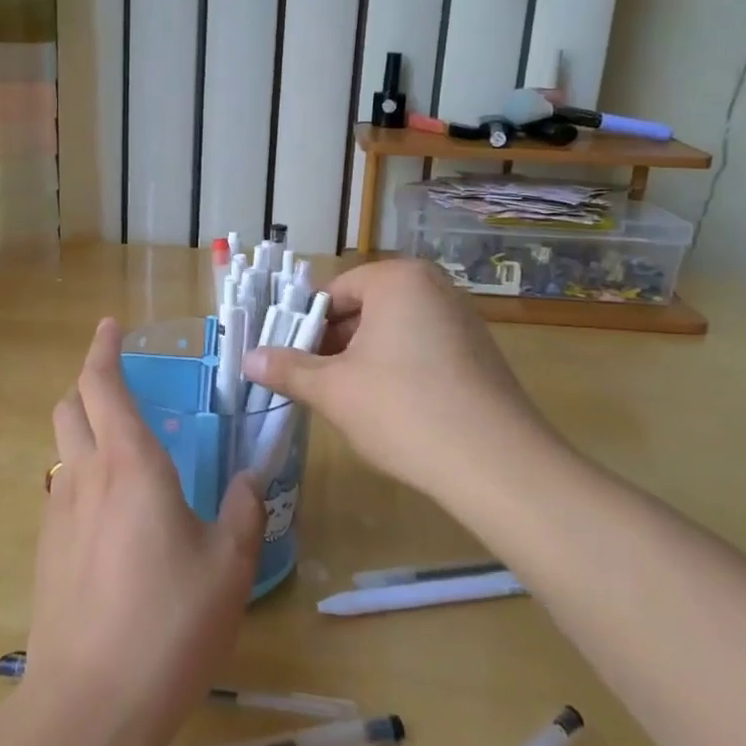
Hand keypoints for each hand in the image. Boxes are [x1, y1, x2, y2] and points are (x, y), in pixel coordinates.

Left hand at [28, 319, 263, 745]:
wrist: (90, 704)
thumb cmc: (168, 623)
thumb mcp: (227, 566)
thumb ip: (241, 511)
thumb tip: (247, 479)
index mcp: (130, 463)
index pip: (102, 383)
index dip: (102, 348)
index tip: (110, 326)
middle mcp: (85, 474)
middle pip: (70, 406)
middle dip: (89, 384)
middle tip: (122, 389)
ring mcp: (57, 512)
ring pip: (63, 449)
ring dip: (85, 433)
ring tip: (125, 458)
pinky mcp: (45, 550)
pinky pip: (62, 492)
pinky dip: (82, 479)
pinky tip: (112, 520)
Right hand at [241, 259, 561, 503]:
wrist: (498, 466)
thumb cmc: (404, 410)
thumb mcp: (334, 390)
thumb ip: (288, 369)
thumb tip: (248, 358)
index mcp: (398, 279)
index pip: (334, 291)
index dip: (304, 325)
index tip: (287, 359)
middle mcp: (433, 287)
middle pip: (364, 309)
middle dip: (333, 344)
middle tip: (310, 382)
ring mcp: (461, 320)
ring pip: (392, 331)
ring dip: (362, 360)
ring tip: (344, 400)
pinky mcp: (478, 354)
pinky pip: (421, 349)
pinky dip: (397, 370)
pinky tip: (388, 409)